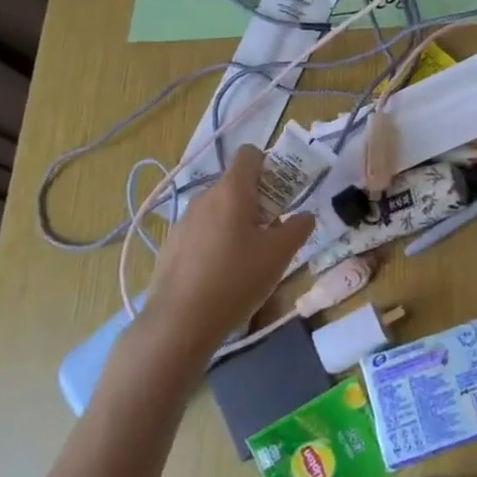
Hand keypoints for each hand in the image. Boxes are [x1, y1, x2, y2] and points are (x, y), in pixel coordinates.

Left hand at [135, 145, 314, 357]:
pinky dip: (216, 242)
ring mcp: (183, 221)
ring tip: (248, 258)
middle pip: (236, 184)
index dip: (269, 164)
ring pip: (218, 210)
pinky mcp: (171, 246)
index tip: (281, 193)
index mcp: (232, 190)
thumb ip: (298, 227)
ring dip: (237, 223)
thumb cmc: (236, 279)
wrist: (179, 323)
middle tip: (273, 232)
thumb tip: (304, 216)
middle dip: (258, 200)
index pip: (250, 153)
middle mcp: (204, 197)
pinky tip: (222, 275)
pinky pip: (201, 232)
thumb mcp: (279, 254)